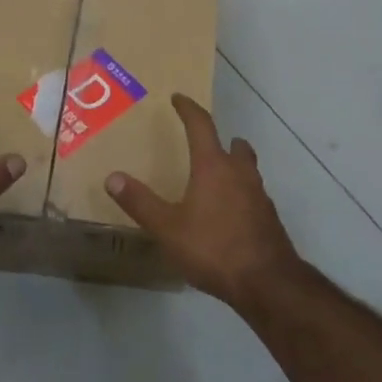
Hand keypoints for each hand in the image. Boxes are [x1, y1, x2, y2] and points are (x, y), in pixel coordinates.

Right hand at [103, 94, 301, 305]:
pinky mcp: (268, 218)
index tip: (178, 98)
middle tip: (205, 142)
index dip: (188, 109)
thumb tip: (112, 177)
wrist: (267, 282)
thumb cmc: (213, 248)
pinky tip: (229, 212)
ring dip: (234, 165)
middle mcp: (240, 173)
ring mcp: (259, 196)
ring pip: (247, 169)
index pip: (201, 126)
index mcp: (213, 166)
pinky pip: (253, 194)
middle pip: (234, 145)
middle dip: (221, 139)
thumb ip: (140, 202)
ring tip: (216, 176)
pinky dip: (240, 192)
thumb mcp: (167, 228)